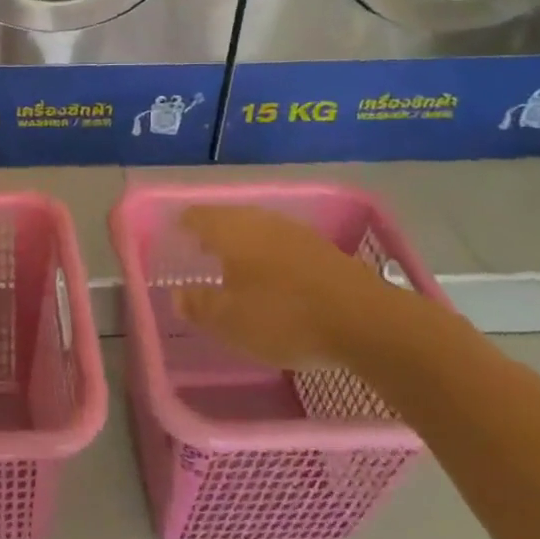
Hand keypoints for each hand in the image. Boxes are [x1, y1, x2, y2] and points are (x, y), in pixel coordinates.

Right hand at [173, 205, 412, 369]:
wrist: (366, 321)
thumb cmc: (284, 316)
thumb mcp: (230, 321)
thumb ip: (199, 305)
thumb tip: (177, 294)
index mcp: (230, 230)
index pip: (197, 216)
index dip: (183, 225)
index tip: (173, 236)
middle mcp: (259, 221)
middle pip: (227, 218)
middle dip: (211, 232)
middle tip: (198, 250)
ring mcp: (294, 232)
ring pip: (257, 229)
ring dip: (242, 243)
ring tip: (233, 264)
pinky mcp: (322, 249)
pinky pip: (282, 243)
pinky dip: (268, 255)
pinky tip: (272, 275)